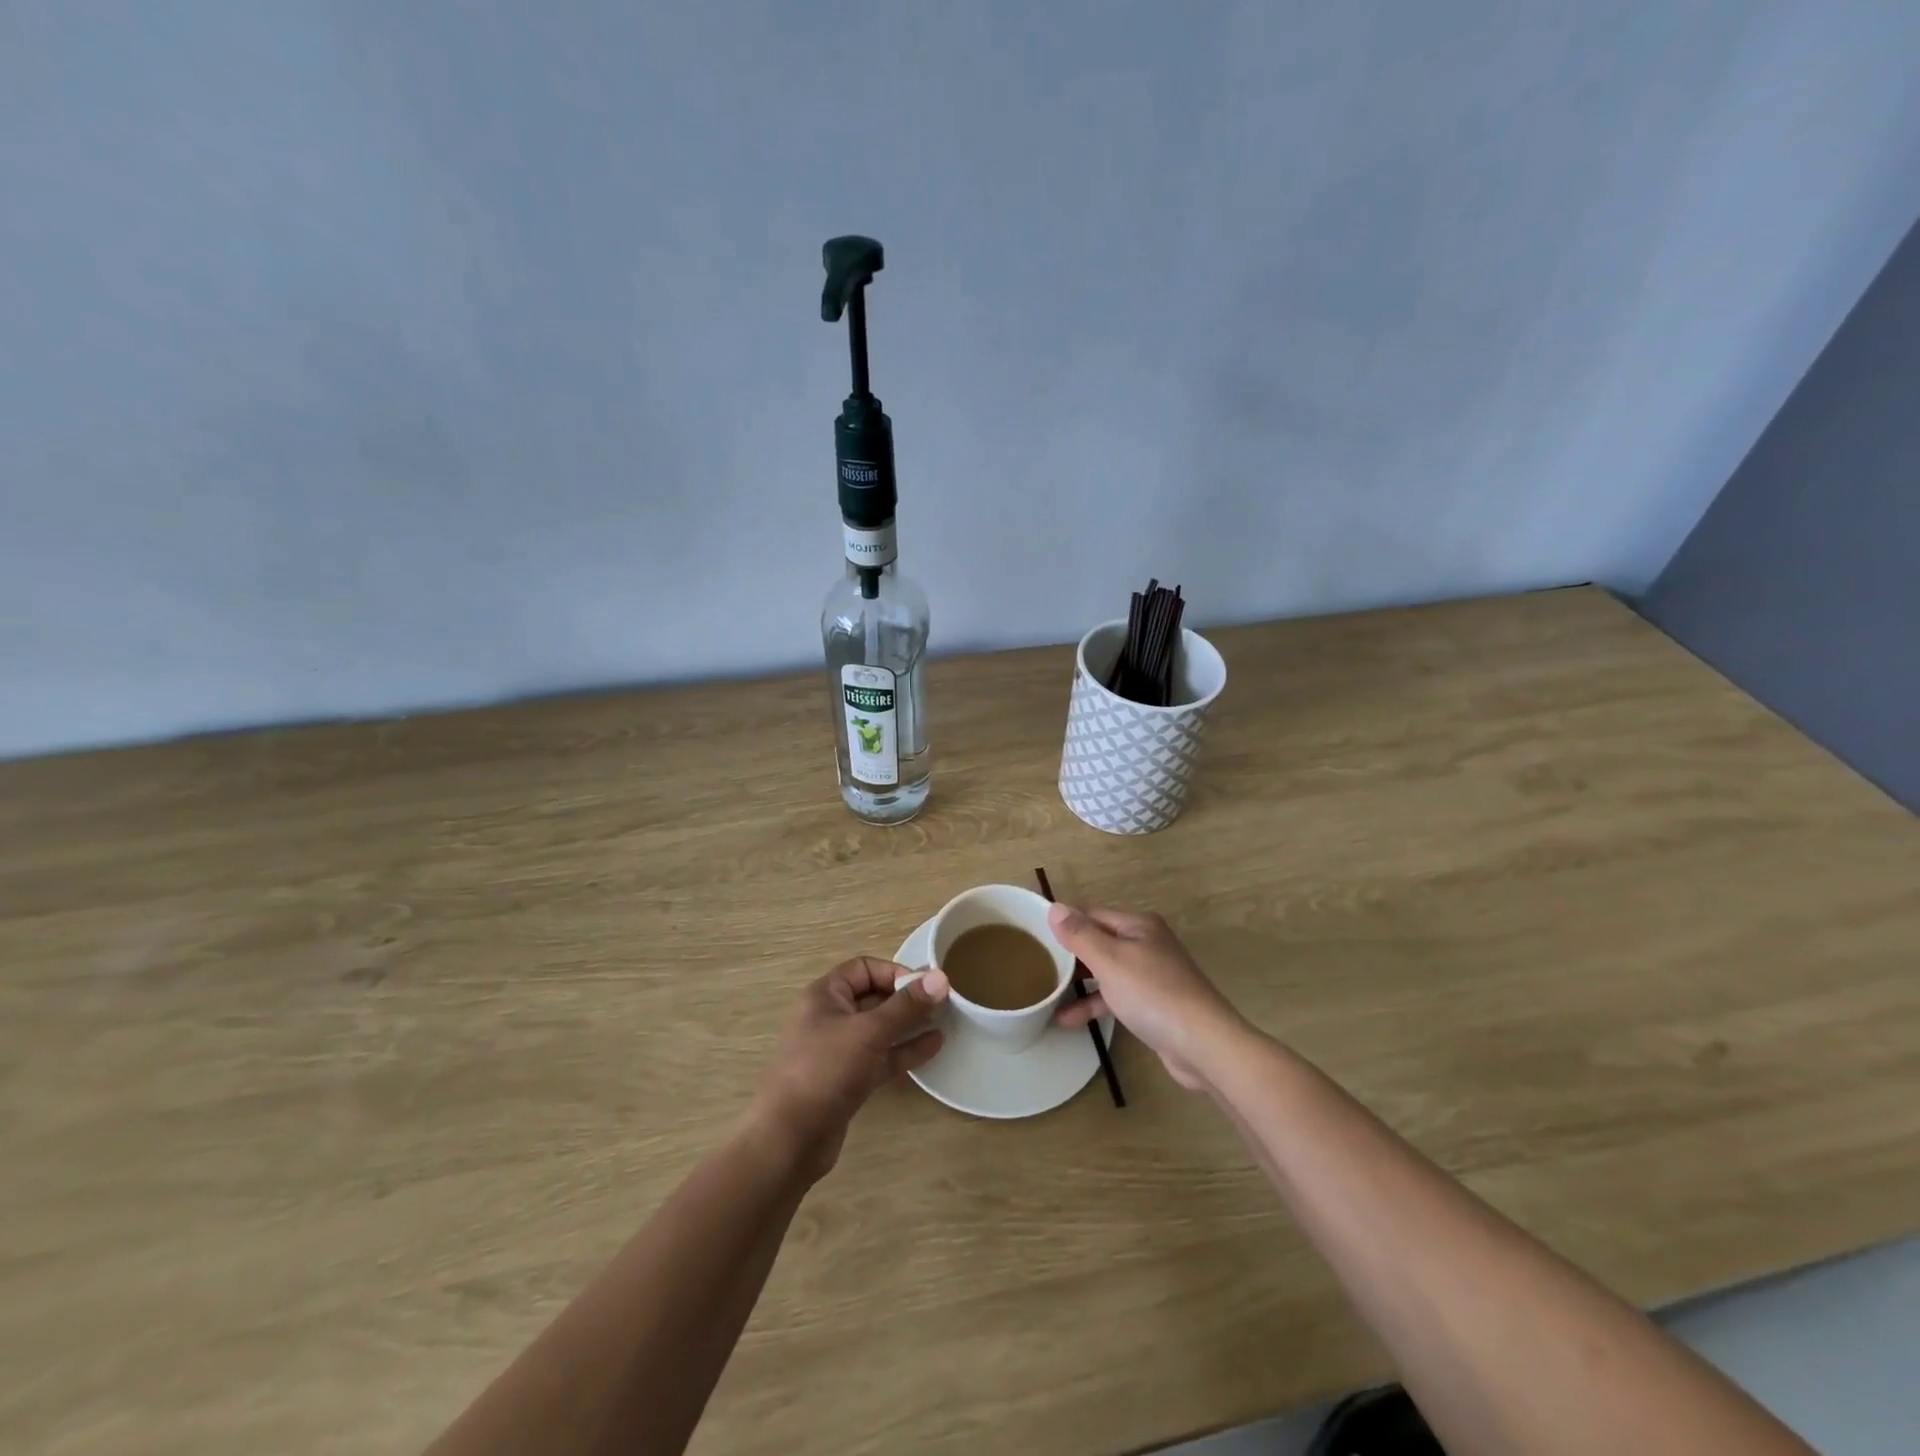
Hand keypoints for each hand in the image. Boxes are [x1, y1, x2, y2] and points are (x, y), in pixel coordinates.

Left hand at [753, 958, 949, 1177]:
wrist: (789, 1140)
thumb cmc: (825, 1070)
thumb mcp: (869, 1032)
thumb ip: (906, 1006)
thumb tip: (940, 977)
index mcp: (825, 996)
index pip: (864, 968)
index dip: (895, 972)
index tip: (926, 986)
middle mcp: (830, 1018)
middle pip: (873, 997)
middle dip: (906, 999)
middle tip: (943, 1003)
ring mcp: (839, 1051)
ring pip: (880, 1029)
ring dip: (909, 1024)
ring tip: (945, 1021)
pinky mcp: (848, 1081)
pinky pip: (881, 1057)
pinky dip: (904, 1050)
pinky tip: (934, 1046)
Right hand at [1048, 906, 1246, 1089]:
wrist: (1204, 1044)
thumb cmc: (1153, 994)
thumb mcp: (1109, 960)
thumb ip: (1080, 934)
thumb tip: (1054, 907)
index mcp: (1138, 925)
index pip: (1091, 915)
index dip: (1064, 924)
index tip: (1034, 938)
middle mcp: (1146, 943)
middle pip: (1099, 942)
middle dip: (1069, 955)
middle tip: (1036, 967)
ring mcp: (1152, 975)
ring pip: (1105, 971)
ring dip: (1078, 983)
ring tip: (1045, 994)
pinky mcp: (1154, 1004)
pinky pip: (1115, 996)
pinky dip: (1094, 1003)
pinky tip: (1067, 1020)